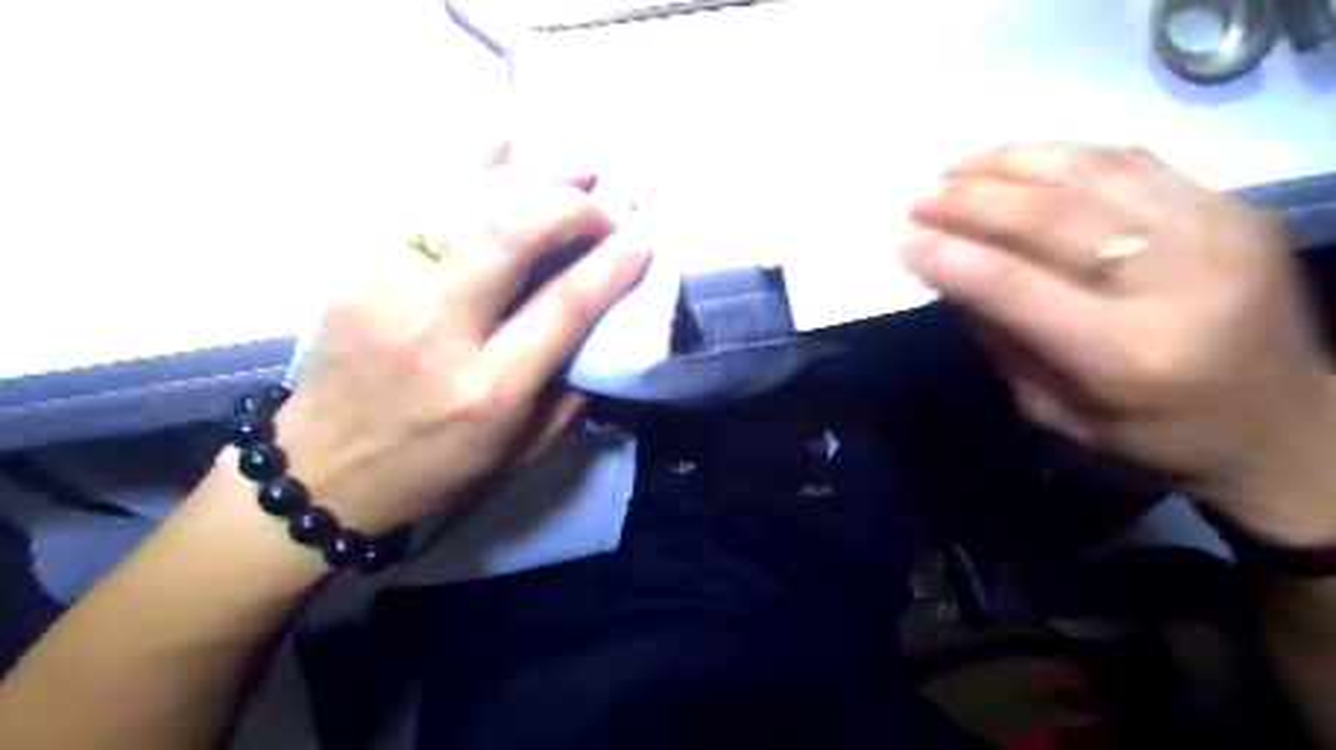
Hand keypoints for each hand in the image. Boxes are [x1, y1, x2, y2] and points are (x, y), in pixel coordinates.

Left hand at [258, 155, 647, 536]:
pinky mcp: (359, 271)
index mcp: (492, 388)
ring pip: (467, 207)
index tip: (641, 242)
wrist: (322, 471)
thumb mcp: (521, 454)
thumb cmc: (436, 470)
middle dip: (570, 209)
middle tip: (600, 212)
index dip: (611, 265)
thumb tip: (602, 331)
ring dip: (530, 178)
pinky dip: (465, 165)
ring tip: (574, 168)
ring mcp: (391, 291)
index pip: (565, 306)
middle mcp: (442, 331)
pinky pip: (417, 200)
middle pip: (513, 236)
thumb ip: (571, 397)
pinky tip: (501, 143)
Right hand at [897, 141, 1334, 539]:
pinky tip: (1018, 160)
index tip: (902, 240)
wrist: (1282, 425)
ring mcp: (1217, 231)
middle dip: (971, 202)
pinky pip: (1131, 162)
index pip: (1017, 286)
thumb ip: (1002, 341)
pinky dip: (1062, 155)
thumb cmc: (1153, 438)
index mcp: (1128, 355)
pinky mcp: (1234, 207)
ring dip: (1010, 164)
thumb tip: (952, 274)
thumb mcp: (1055, 412)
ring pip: (1092, 173)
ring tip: (955, 166)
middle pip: (1054, 219)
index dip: (952, 257)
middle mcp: (1179, 282)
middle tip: (920, 198)